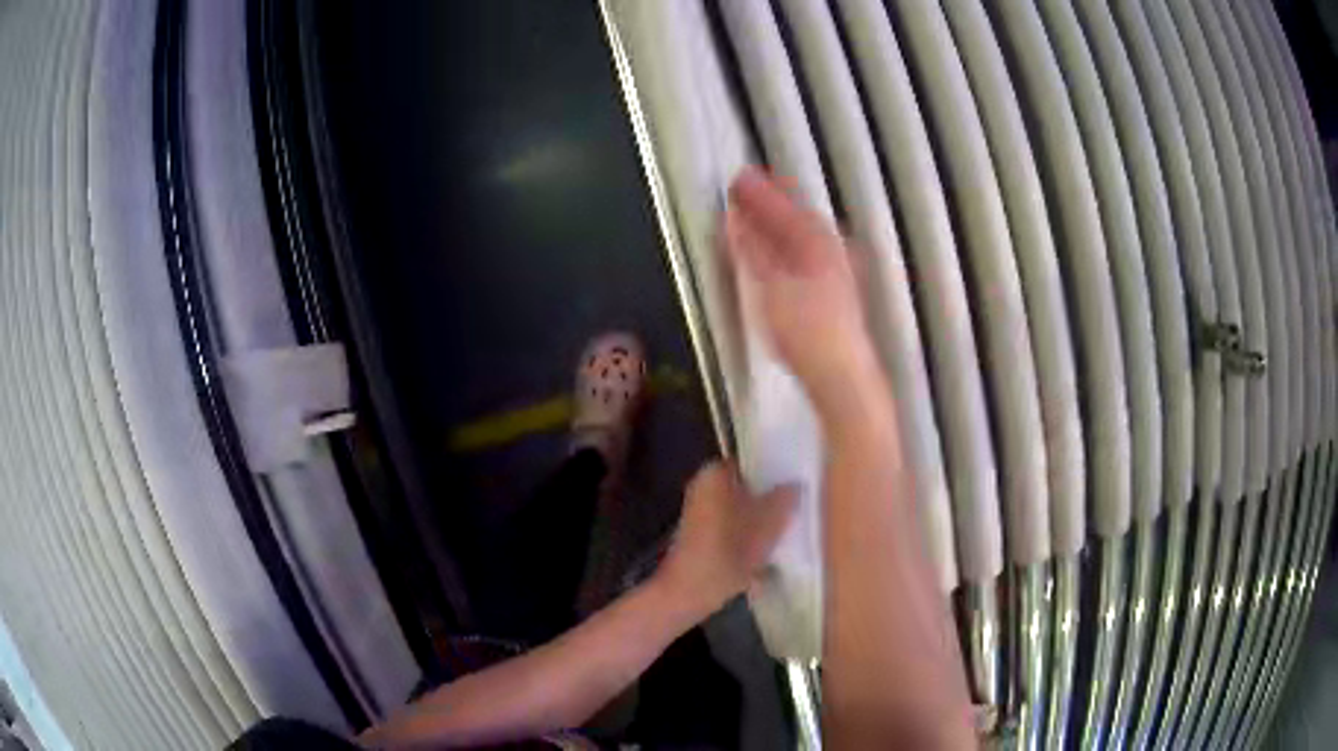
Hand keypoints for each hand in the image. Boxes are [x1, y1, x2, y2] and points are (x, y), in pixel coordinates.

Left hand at [656, 461, 797, 615]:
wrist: (688, 592)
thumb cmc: (728, 552)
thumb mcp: (767, 525)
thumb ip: (784, 500)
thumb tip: (795, 484)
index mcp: (715, 474)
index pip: (751, 461)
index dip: (775, 469)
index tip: (797, 480)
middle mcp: (703, 486)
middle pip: (747, 486)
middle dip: (770, 497)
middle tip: (797, 506)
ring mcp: (700, 512)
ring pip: (741, 508)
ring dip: (760, 518)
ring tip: (787, 529)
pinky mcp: (701, 536)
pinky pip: (732, 526)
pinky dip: (748, 534)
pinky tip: (768, 551)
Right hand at [726, 167, 881, 413]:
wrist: (840, 375)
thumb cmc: (806, 330)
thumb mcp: (770, 287)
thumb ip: (752, 250)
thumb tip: (735, 219)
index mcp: (815, 242)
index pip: (783, 207)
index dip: (759, 192)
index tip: (737, 179)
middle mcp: (830, 250)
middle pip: (798, 216)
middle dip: (772, 201)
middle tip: (746, 189)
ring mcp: (837, 271)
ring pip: (804, 235)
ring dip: (781, 222)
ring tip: (760, 214)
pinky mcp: (836, 292)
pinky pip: (807, 253)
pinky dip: (789, 244)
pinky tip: (781, 253)